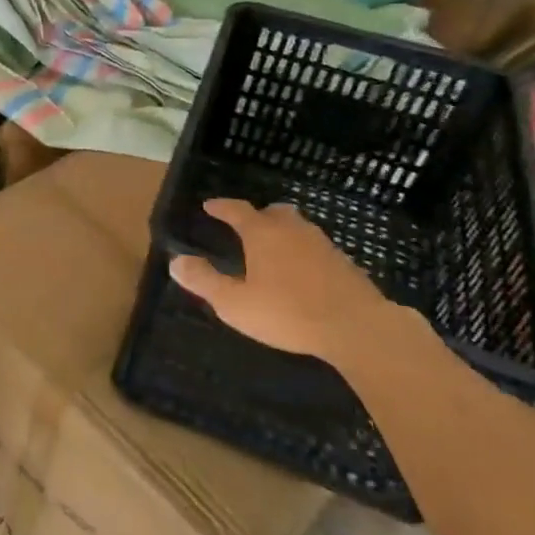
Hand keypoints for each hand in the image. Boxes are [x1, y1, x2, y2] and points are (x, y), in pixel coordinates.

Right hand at [168, 200, 433, 366]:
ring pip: (298, 228)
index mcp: (262, 233)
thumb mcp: (235, 303)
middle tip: (247, 228)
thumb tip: (177, 262)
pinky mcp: (345, 263)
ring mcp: (322, 244)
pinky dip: (304, 253)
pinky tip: (303, 273)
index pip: (237, 210)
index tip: (209, 206)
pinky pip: (316, 248)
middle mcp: (292, 230)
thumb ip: (205, 281)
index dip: (221, 207)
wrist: (357, 328)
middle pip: (273, 212)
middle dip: (258, 216)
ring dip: (283, 233)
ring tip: (274, 250)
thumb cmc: (288, 313)